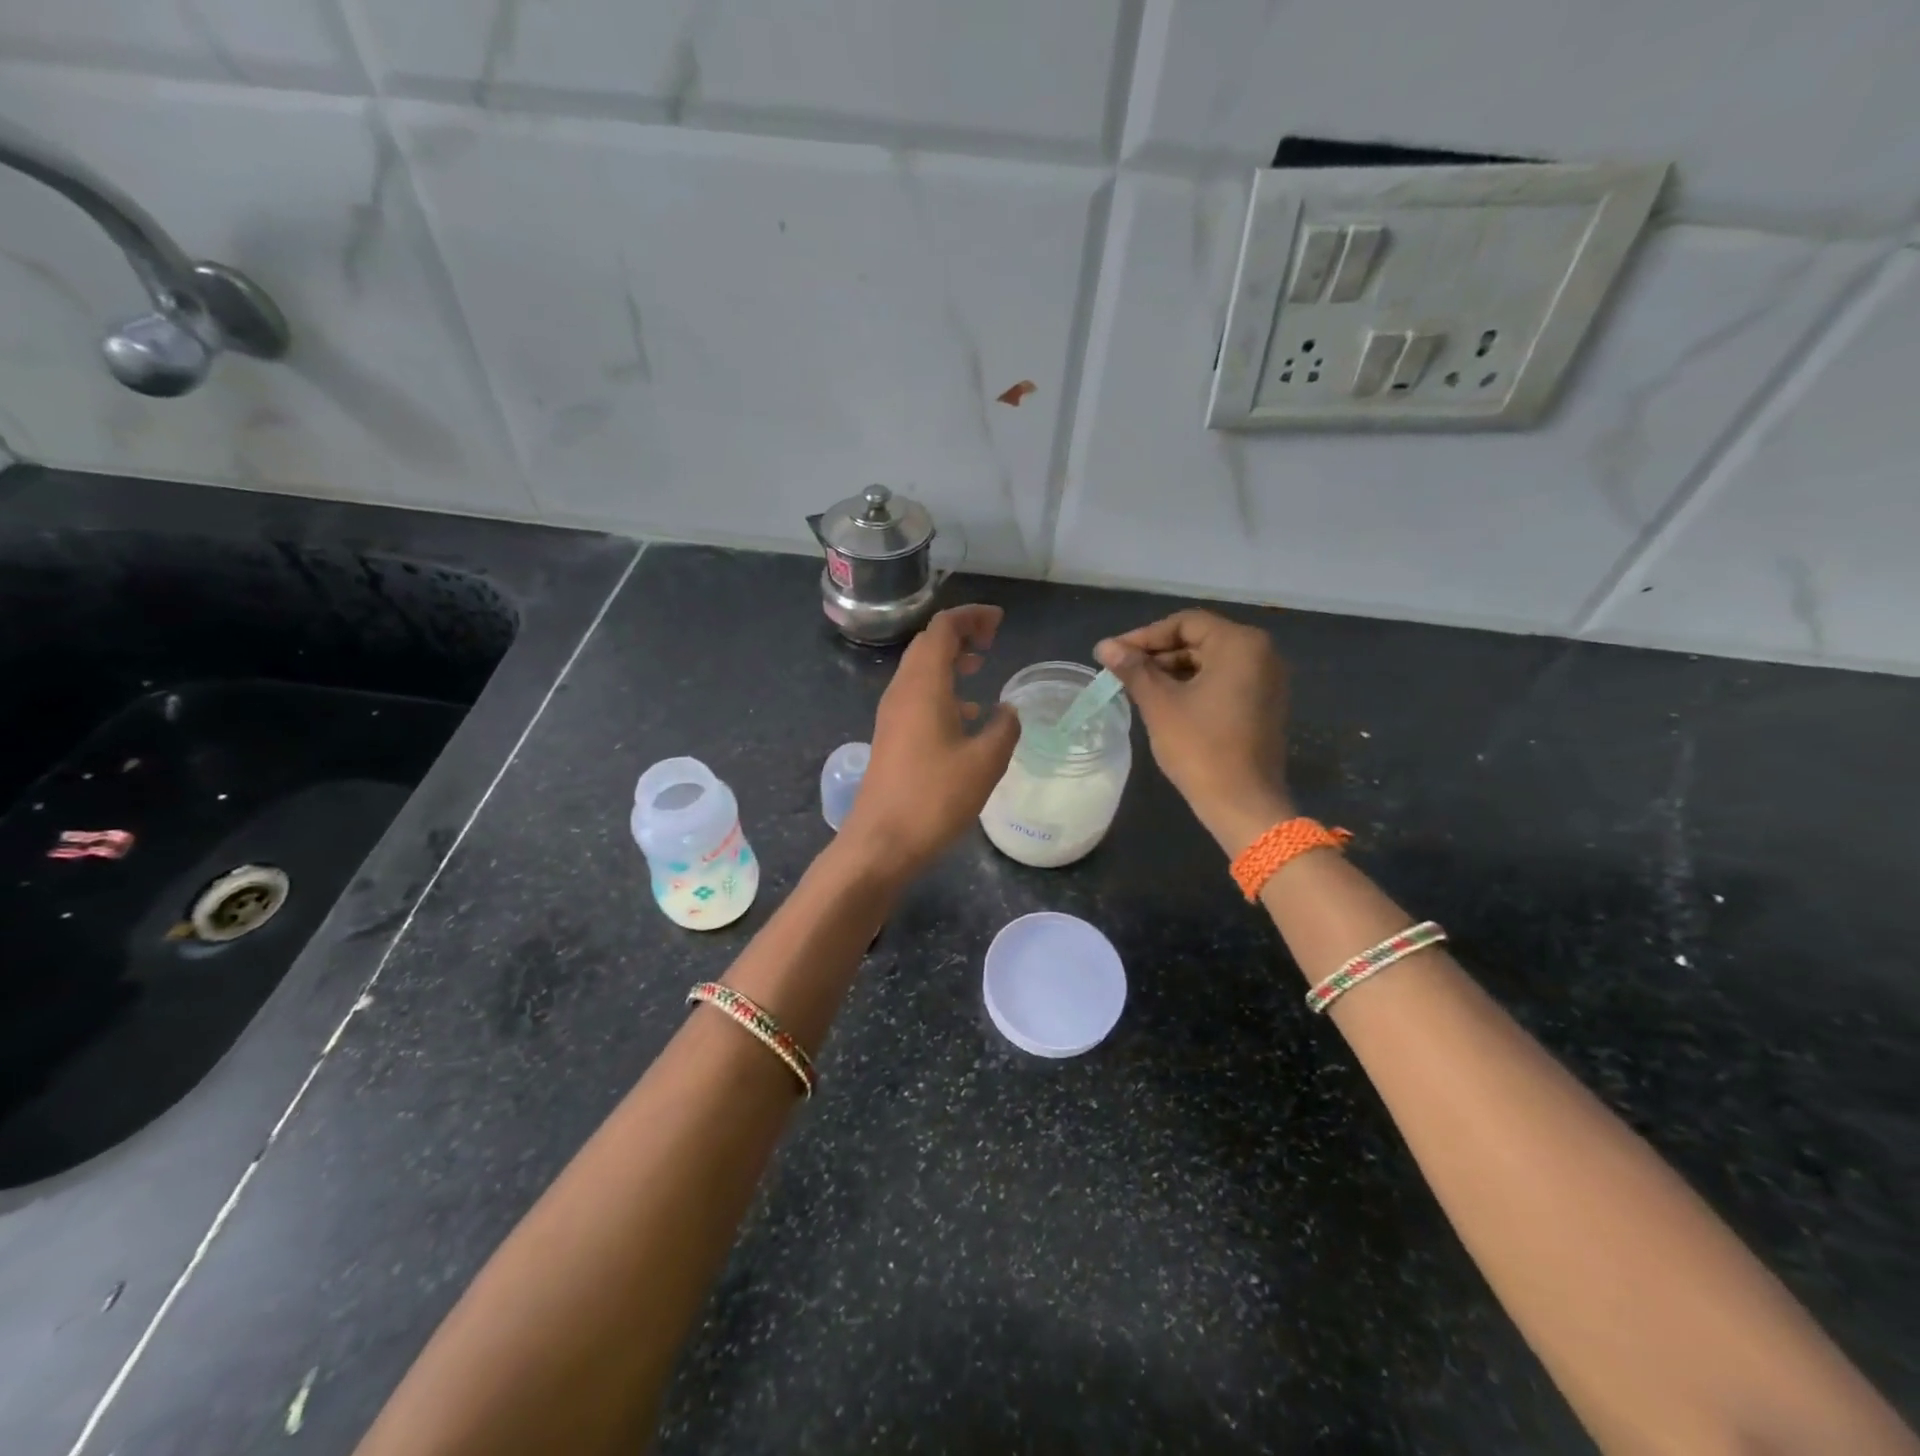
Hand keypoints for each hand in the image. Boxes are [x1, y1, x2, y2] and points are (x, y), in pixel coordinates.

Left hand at [839, 604, 1019, 880]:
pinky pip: (917, 696)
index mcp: (924, 685)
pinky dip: (942, 690)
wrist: (881, 842)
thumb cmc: (934, 798)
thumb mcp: (985, 762)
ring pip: (921, 670)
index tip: (1000, 621)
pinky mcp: (891, 737)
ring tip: (981, 667)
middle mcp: (902, 691)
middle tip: (992, 640)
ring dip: (950, 661)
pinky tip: (967, 715)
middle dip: (960, 633)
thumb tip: (1008, 711)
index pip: (943, 628)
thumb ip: (1004, 729)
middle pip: (928, 644)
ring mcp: (892, 715)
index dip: (971, 617)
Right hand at [1095, 609, 1293, 855]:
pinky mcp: (1264, 703)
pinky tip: (1165, 702)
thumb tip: (1104, 646)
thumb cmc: (1200, 748)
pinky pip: (1224, 681)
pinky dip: (1194, 686)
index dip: (1144, 636)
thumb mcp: (1160, 704)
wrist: (1243, 804)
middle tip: (1122, 672)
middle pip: (1199, 639)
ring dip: (1173, 671)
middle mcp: (1262, 653)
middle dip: (1158, 654)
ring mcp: (1267, 680)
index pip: (1184, 623)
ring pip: (1210, 661)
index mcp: (1240, 644)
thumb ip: (1133, 669)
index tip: (1114, 655)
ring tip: (1137, 688)